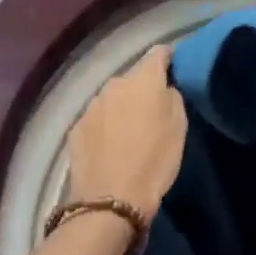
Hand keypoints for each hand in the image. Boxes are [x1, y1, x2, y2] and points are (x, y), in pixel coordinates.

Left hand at [66, 45, 186, 220]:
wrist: (110, 202)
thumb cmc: (154, 161)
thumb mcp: (179, 127)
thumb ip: (172, 96)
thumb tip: (164, 88)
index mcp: (143, 79)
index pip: (159, 52)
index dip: (168, 59)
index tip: (175, 71)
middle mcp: (114, 83)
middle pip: (133, 77)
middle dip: (143, 88)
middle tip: (152, 110)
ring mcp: (91, 105)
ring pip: (113, 97)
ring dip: (122, 106)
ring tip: (129, 131)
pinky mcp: (76, 127)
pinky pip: (97, 118)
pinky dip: (104, 125)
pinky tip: (109, 146)